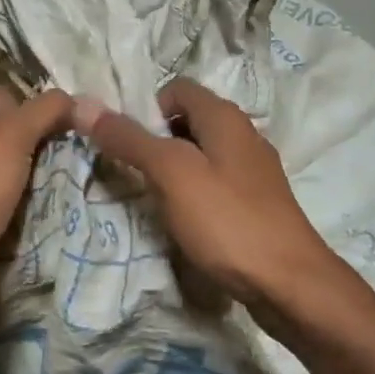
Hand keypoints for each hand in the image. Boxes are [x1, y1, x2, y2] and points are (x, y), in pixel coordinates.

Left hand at [0, 84, 74, 325]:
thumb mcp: (9, 138)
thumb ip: (44, 111)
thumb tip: (73, 99)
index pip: (0, 98)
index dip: (30, 111)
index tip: (56, 133)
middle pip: (8, 134)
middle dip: (38, 146)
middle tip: (63, 160)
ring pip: (11, 170)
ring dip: (36, 178)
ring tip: (58, 186)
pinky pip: (9, 201)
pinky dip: (27, 205)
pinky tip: (44, 211)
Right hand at [74, 79, 342, 329]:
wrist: (291, 285)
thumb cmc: (228, 221)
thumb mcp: (172, 174)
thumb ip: (130, 139)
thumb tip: (83, 104)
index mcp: (225, 117)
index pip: (176, 88)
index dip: (145, 108)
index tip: (125, 143)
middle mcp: (243, 135)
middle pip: (187, 121)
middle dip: (155, 141)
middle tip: (132, 173)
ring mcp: (253, 171)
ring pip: (200, 155)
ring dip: (172, 170)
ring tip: (153, 200)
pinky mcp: (256, 203)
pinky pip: (214, 183)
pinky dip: (193, 193)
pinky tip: (184, 221)